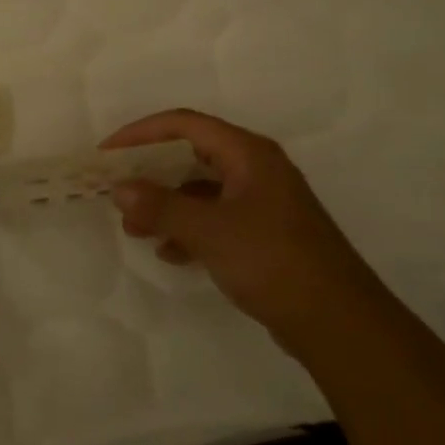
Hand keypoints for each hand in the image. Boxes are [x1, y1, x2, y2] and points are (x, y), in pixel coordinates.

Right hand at [103, 110, 373, 336]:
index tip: (108, 153)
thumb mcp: (209, 230)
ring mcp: (263, 202)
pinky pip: (216, 219)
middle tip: (119, 194)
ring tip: (136, 230)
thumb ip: (161, 206)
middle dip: (152, 174)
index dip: (141, 132)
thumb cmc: (272, 260)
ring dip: (167, 206)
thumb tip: (120, 187)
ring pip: (202, 191)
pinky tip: (170, 254)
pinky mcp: (265, 234)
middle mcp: (256, 169)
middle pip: (192, 156)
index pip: (185, 124)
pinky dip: (189, 230)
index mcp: (248, 154)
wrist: (336, 321)